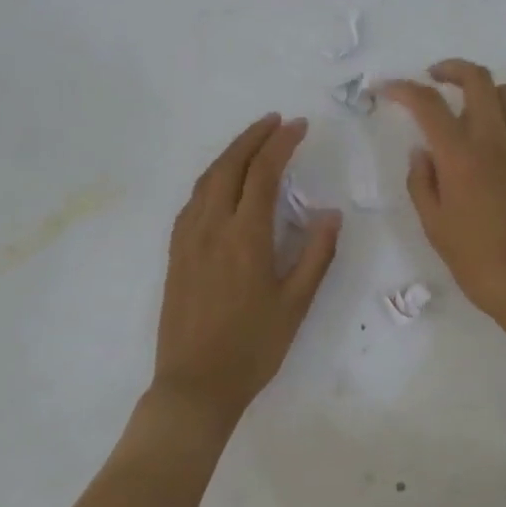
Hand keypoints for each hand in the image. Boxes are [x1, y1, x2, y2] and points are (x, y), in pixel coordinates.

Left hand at [153, 114, 340, 419]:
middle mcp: (211, 228)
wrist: (195, 385)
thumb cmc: (253, 347)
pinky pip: (193, 201)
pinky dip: (212, 179)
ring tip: (253, 142)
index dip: (281, 143)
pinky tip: (223, 184)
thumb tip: (329, 213)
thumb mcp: (296, 304)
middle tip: (276, 121)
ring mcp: (188, 239)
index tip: (299, 126)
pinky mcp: (176, 253)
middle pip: (230, 166)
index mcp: (245, 237)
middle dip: (253, 137)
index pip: (264, 173)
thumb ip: (316, 254)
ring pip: (207, 180)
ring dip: (230, 154)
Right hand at [381, 60, 505, 327]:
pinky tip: (502, 140)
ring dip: (485, 91)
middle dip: (450, 69)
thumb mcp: (434, 225)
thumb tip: (423, 150)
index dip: (403, 89)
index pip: (428, 103)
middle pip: (477, 79)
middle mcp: (496, 140)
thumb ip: (422, 180)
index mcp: (461, 156)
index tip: (387, 88)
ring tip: (470, 110)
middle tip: (434, 78)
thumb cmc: (476, 261)